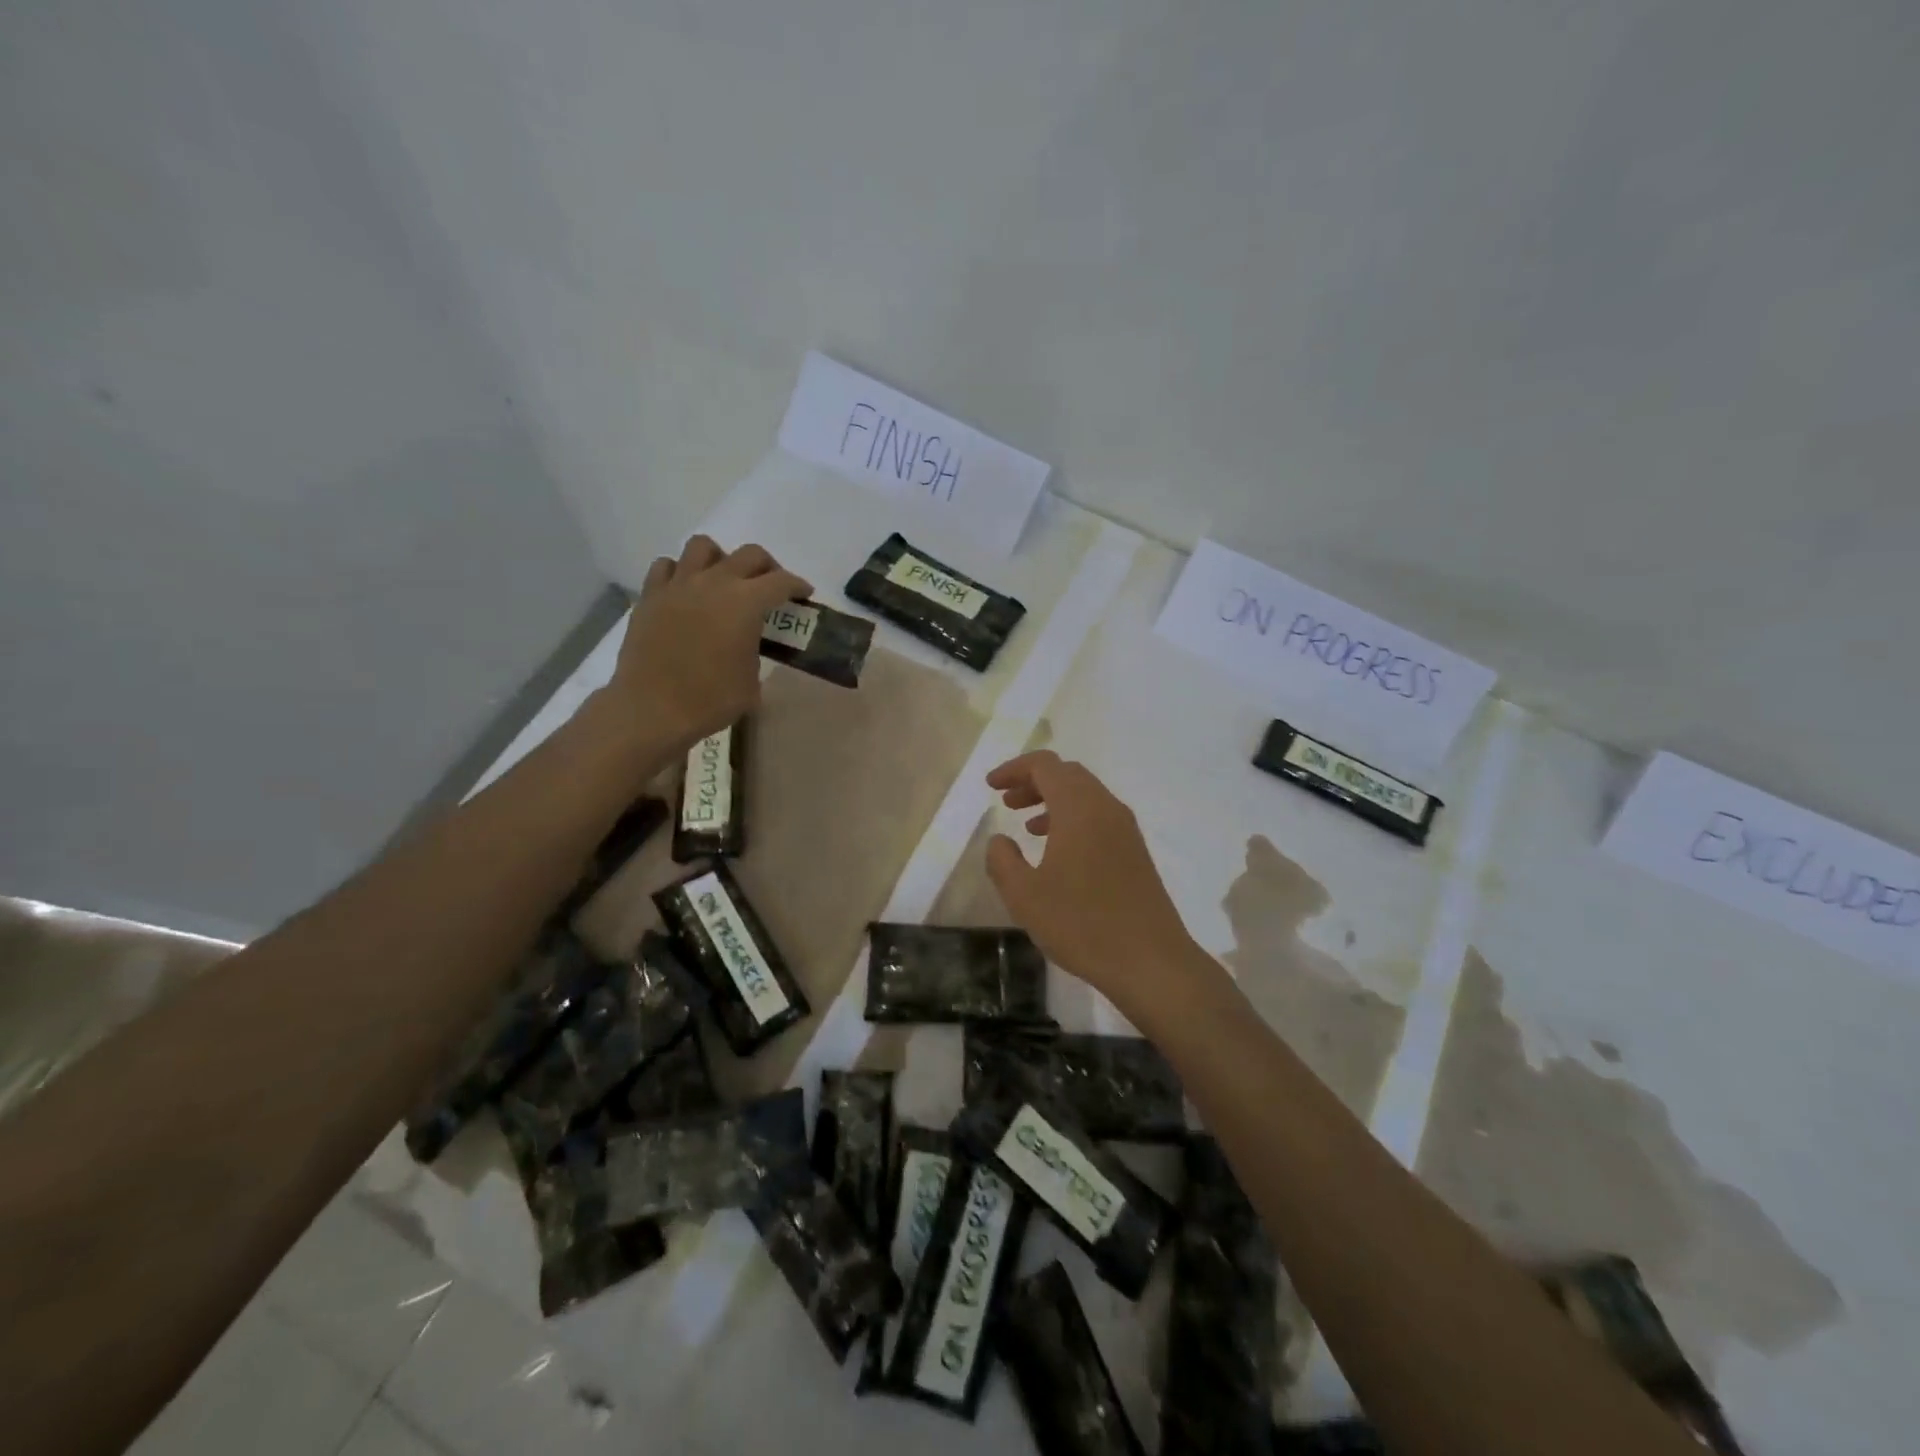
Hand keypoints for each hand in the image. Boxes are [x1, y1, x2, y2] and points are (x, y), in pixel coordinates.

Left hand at [608, 536, 810, 751]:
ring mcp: (678, 585)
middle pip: (749, 554)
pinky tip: (685, 592)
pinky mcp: (650, 595)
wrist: (651, 709)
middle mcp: (714, 582)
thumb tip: (745, 644)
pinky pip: (667, 566)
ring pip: (703, 546)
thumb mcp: (751, 681)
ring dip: (720, 558)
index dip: (797, 586)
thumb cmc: (710, 700)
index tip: (803, 594)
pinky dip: (680, 572)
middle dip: (767, 566)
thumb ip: (754, 651)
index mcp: (746, 603)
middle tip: (769, 586)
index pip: (781, 582)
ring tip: (722, 580)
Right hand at [984, 751, 1212, 1018]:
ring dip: (1052, 801)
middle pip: (1067, 774)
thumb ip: (1002, 861)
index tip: (991, 786)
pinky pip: (1098, 818)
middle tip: (1006, 802)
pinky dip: (1072, 820)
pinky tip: (1057, 852)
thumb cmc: (1082, 924)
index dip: (1014, 769)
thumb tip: (999, 840)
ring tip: (1026, 826)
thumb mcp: (1025, 896)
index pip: (1045, 765)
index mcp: (1079, 808)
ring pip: (1085, 796)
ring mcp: (1126, 830)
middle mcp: (1106, 808)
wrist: (1151, 961)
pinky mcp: (1136, 852)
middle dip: (1033, 782)